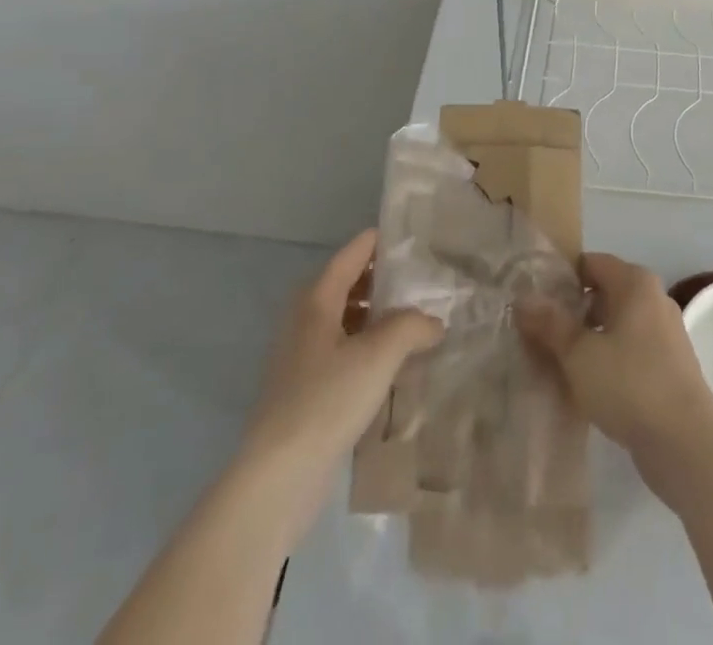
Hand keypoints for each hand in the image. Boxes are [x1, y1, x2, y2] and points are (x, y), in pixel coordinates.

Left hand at [236, 229, 442, 544]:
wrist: (278, 477)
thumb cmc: (327, 399)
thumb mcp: (379, 354)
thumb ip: (412, 326)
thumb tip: (433, 322)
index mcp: (317, 299)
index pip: (353, 253)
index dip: (381, 241)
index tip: (414, 236)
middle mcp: (305, 319)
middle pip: (348, 284)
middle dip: (384, 280)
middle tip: (424, 280)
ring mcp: (301, 357)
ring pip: (346, 320)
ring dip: (378, 317)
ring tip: (417, 321)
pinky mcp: (305, 390)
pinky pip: (342, 352)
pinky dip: (367, 347)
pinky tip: (394, 364)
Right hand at [516, 252, 712, 490]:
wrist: (687, 443)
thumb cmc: (630, 384)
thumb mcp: (579, 353)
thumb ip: (550, 324)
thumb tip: (523, 299)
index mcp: (635, 283)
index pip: (590, 263)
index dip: (560, 278)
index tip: (533, 301)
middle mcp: (653, 299)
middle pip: (602, 294)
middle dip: (570, 312)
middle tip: (537, 334)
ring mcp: (664, 334)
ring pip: (614, 326)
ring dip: (586, 341)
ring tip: (554, 363)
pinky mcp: (668, 367)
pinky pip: (628, 351)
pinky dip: (606, 361)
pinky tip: (584, 386)